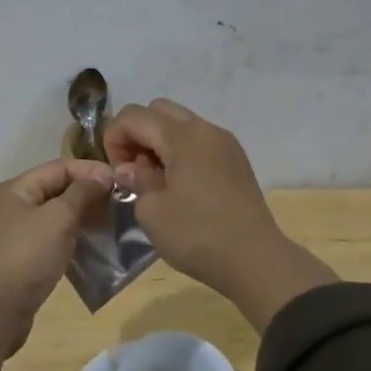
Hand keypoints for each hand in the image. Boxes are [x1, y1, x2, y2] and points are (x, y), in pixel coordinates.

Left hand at [0, 157, 113, 355]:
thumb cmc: (25, 256)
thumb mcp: (58, 218)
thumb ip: (82, 193)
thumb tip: (102, 176)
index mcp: (14, 189)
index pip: (59, 167)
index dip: (91, 171)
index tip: (121, 182)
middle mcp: (9, 206)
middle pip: (55, 190)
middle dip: (87, 195)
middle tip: (119, 205)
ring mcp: (11, 235)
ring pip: (52, 217)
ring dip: (80, 219)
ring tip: (109, 227)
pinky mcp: (16, 260)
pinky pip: (47, 240)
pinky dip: (68, 240)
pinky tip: (88, 249)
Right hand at [104, 98, 335, 331]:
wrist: (256, 260)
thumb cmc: (197, 235)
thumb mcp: (152, 211)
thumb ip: (136, 180)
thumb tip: (131, 168)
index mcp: (181, 137)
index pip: (133, 115)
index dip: (114, 138)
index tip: (116, 171)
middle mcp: (205, 129)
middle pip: (158, 110)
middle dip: (137, 133)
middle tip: (133, 169)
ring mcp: (225, 142)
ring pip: (181, 123)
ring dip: (159, 141)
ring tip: (156, 179)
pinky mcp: (236, 159)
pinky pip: (199, 139)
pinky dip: (180, 150)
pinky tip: (179, 184)